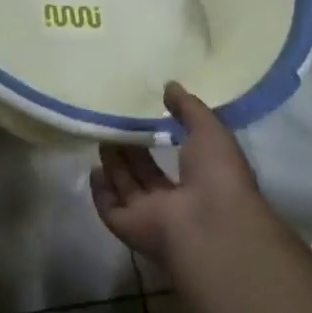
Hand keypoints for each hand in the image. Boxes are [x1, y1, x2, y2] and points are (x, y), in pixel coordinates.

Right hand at [90, 83, 277, 264]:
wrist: (208, 225)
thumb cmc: (217, 176)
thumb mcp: (210, 130)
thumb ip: (189, 108)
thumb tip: (170, 85)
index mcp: (202, 181)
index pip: (179, 160)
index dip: (162, 140)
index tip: (146, 118)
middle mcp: (175, 201)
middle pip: (146, 174)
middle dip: (132, 152)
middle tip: (116, 126)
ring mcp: (150, 216)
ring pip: (127, 188)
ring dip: (114, 165)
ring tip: (102, 138)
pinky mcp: (127, 227)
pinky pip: (109, 208)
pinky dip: (100, 192)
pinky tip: (93, 169)